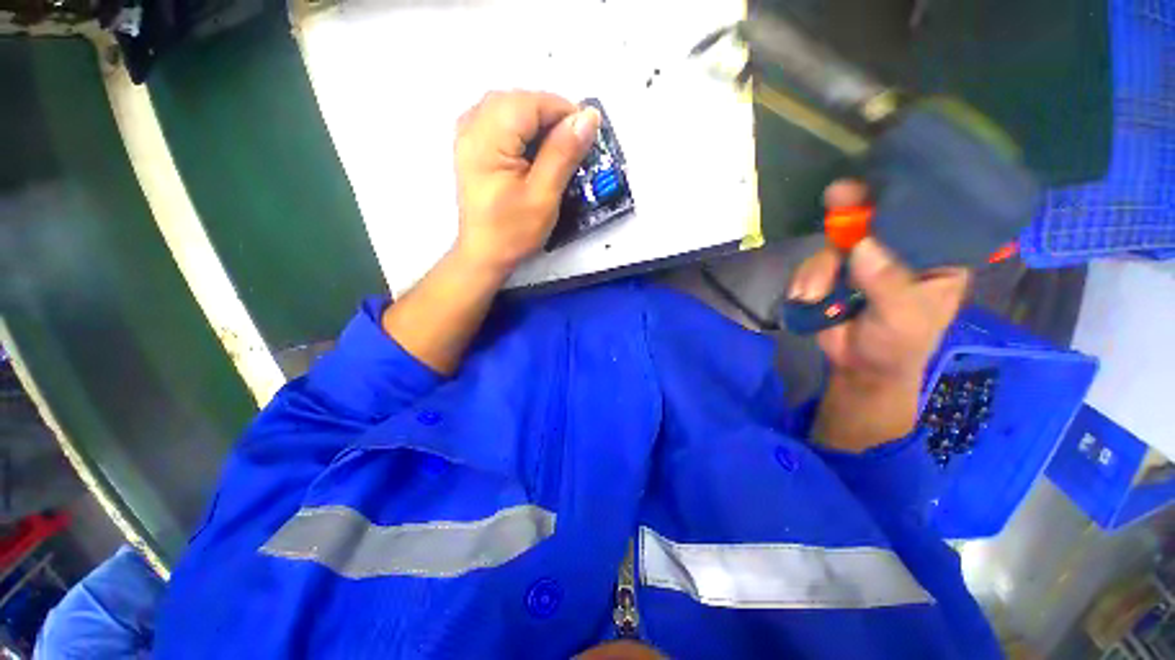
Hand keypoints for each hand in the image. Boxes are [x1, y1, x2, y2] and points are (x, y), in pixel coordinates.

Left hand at [452, 90, 600, 275]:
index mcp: (487, 140)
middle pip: (517, 100)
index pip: (530, 104)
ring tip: (555, 148)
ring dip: (536, 121)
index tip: (586, 136)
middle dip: (550, 115)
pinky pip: (498, 120)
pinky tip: (531, 148)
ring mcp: (467, 135)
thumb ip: (564, 153)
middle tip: (572, 144)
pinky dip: (521, 128)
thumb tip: (588, 117)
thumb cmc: (513, 232)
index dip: (563, 112)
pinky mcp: (471, 146)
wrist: (485, 254)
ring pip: (508, 107)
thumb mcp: (544, 196)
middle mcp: (471, 128)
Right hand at [791, 180, 969, 449]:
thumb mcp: (902, 318)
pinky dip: (805, 279)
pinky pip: (813, 264)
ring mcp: (862, 261)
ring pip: (835, 244)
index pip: (926, 217)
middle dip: (853, 209)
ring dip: (818, 268)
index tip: (886, 181)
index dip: (907, 196)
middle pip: (876, 219)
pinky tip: (806, 297)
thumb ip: (886, 284)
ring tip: (812, 295)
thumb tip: (861, 247)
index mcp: (934, 258)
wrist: (858, 368)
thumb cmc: (898, 345)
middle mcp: (898, 251)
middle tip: (836, 195)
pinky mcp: (831, 273)